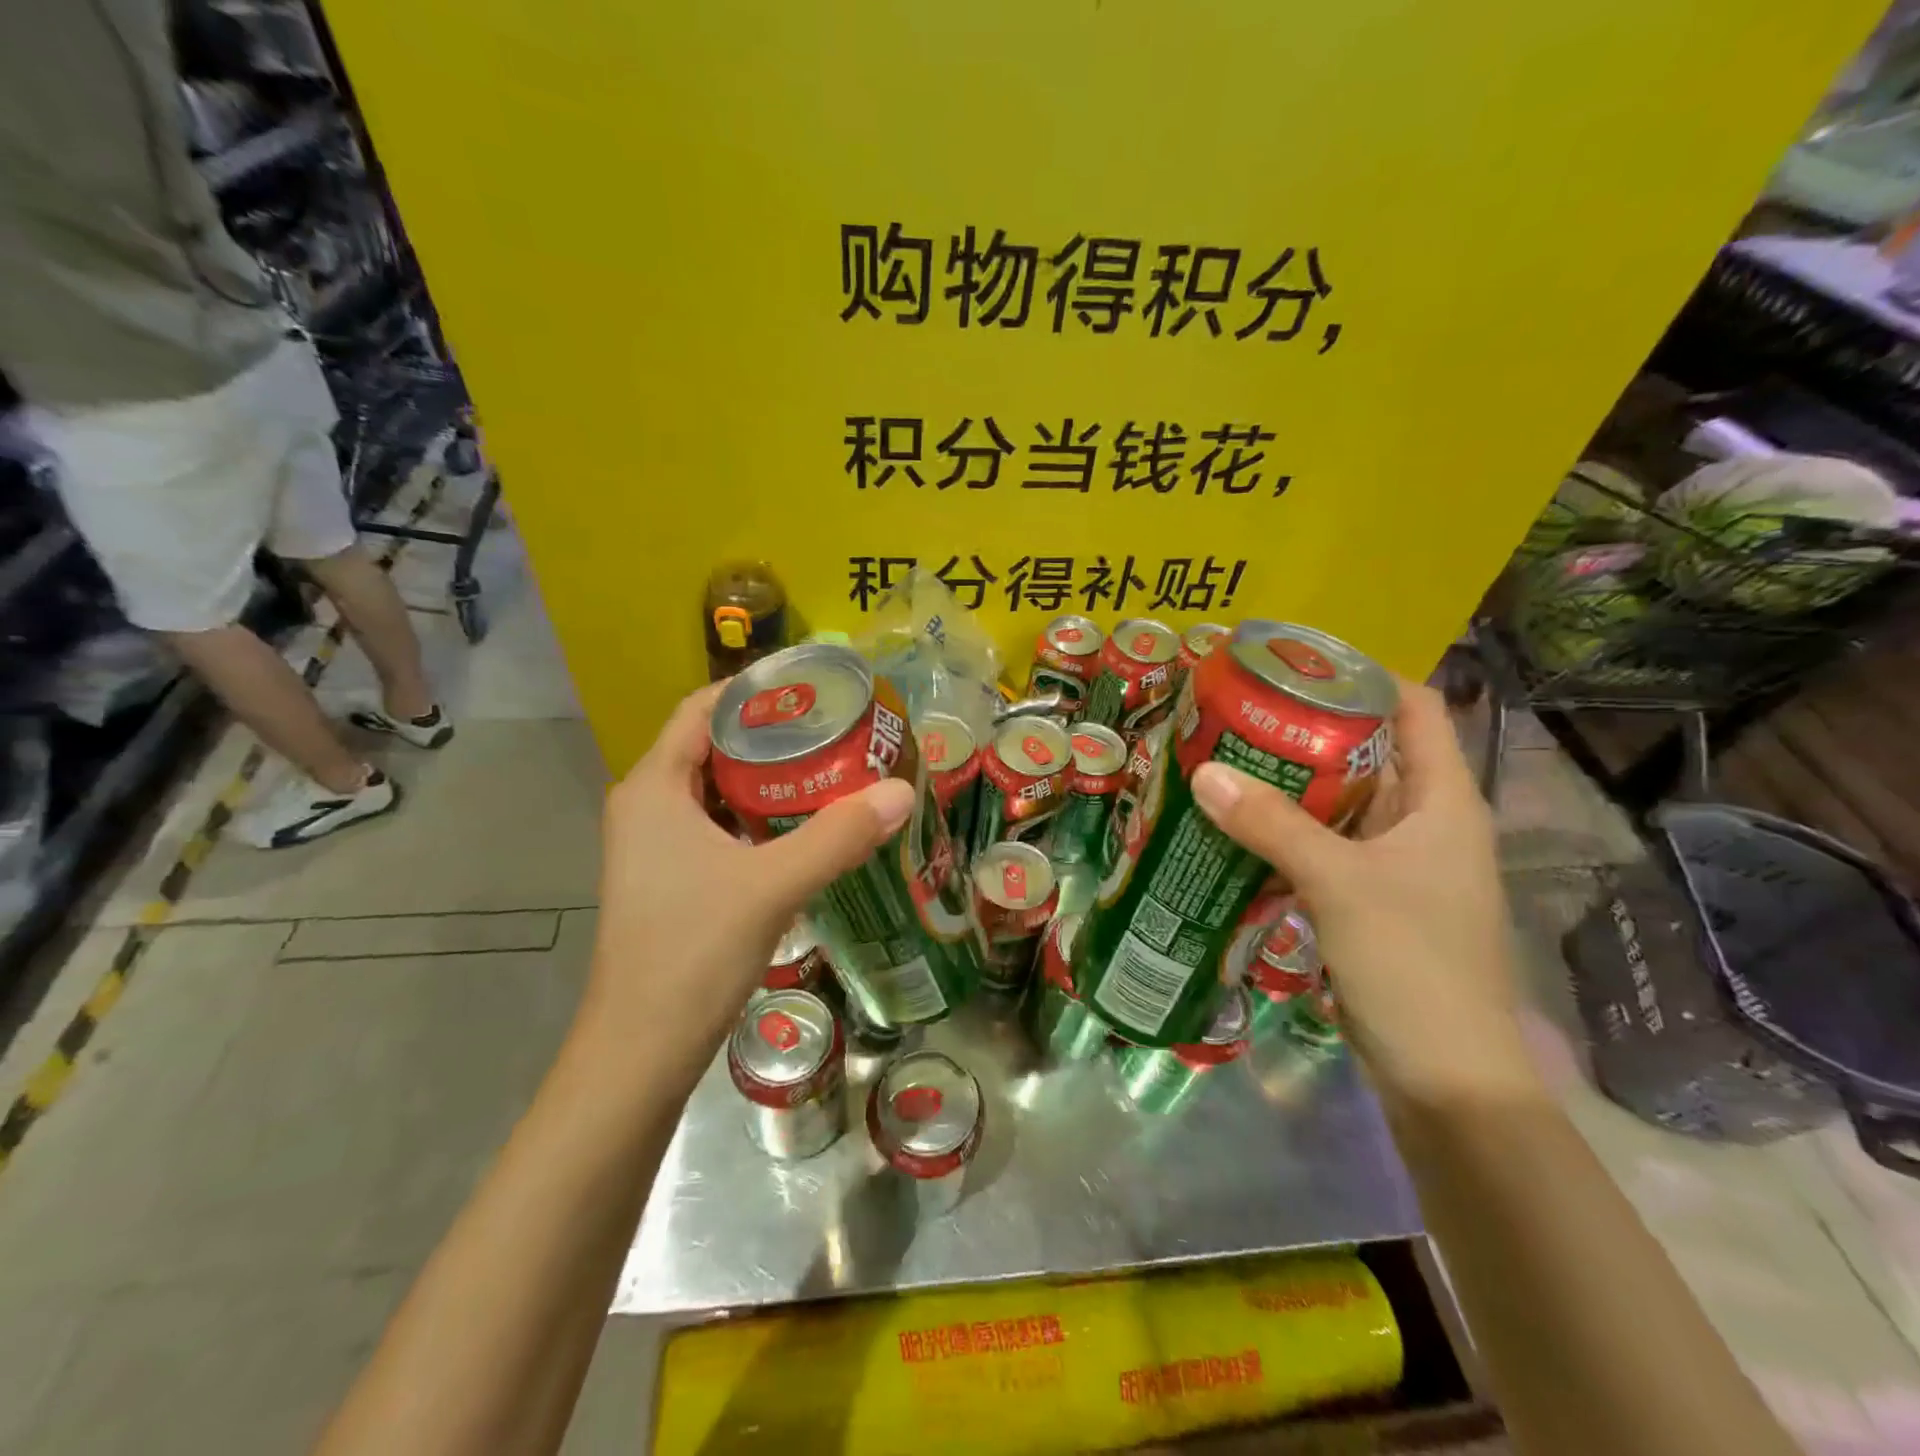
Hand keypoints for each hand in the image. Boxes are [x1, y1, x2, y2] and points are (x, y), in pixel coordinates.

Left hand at [575, 683, 914, 1067]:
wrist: (641, 1049)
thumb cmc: (692, 951)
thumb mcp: (771, 885)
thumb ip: (838, 836)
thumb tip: (902, 791)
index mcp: (654, 787)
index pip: (701, 710)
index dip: (753, 690)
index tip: (812, 687)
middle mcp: (647, 806)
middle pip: (713, 746)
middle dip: (772, 734)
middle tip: (836, 728)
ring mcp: (656, 846)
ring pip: (718, 790)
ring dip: (769, 778)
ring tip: (830, 767)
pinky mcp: (672, 878)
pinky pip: (719, 826)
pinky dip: (760, 816)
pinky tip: (805, 826)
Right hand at [1190, 680, 1538, 1105]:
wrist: (1444, 1075)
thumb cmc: (1413, 962)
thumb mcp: (1339, 882)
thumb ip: (1271, 824)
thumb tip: (1202, 773)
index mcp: (1442, 801)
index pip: (1414, 708)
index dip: (1364, 676)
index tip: (1296, 662)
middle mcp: (1423, 822)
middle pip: (1367, 752)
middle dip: (1307, 729)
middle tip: (1239, 711)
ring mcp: (1396, 865)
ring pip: (1339, 803)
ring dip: (1289, 784)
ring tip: (1226, 758)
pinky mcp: (1368, 901)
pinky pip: (1322, 847)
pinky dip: (1284, 832)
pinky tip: (1236, 827)